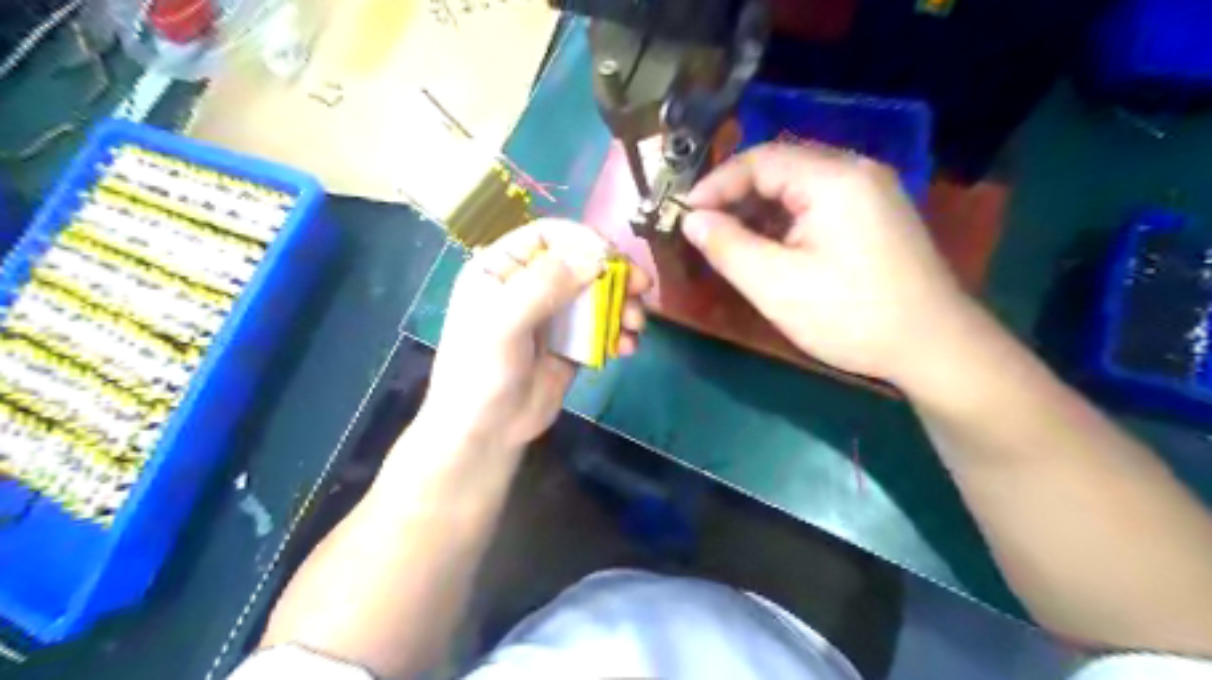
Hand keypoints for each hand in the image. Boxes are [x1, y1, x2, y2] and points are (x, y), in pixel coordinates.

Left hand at [425, 218, 654, 450]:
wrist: (486, 432)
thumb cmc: (481, 372)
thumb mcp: (504, 322)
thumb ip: (545, 284)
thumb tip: (596, 255)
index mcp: (503, 268)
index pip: (547, 236)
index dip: (582, 239)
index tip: (613, 256)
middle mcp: (529, 286)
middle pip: (580, 263)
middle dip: (614, 273)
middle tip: (641, 287)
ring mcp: (553, 316)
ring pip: (597, 295)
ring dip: (623, 304)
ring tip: (636, 325)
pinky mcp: (572, 344)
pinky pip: (602, 326)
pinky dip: (619, 332)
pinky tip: (628, 348)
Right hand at [681, 140, 973, 381]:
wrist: (933, 347)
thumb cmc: (850, 315)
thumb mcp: (776, 285)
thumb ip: (727, 247)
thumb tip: (692, 220)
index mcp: (834, 178)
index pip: (760, 159)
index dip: (716, 184)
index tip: (684, 214)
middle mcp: (856, 171)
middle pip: (781, 167)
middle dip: (736, 196)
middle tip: (704, 228)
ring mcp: (872, 192)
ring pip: (799, 187)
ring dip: (760, 209)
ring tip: (730, 241)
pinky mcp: (877, 215)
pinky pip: (819, 203)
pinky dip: (786, 220)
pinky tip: (771, 247)